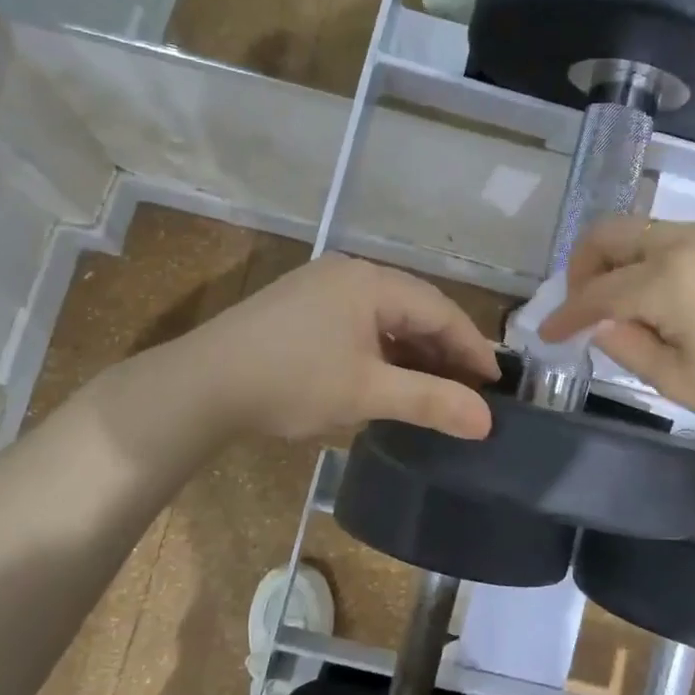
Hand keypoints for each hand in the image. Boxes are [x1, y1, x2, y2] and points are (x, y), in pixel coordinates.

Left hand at [183, 255, 499, 440]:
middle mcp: (348, 273)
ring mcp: (320, 286)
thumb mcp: (367, 393)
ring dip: (412, 351)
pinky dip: (382, 349)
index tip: (495, 383)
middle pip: (413, 308)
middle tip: (469, 388)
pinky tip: (387, 376)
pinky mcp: (299, 307)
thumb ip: (431, 402)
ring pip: (385, 316)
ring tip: (434, 387)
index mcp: (369, 281)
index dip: (472, 347)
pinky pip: (358, 322)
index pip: (439, 309)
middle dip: (444, 349)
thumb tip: (487, 421)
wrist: (200, 386)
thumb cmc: (291, 383)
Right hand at [539, 218, 694, 439]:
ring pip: (635, 231)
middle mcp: (683, 241)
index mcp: (669, 277)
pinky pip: (663, 237)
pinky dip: (640, 260)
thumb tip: (599, 325)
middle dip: (581, 268)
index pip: (598, 291)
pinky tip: (648, 298)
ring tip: (612, 309)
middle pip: (608, 235)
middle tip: (578, 310)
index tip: (545, 334)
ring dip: (611, 262)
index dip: (566, 314)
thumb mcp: (679, 382)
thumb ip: (628, 347)